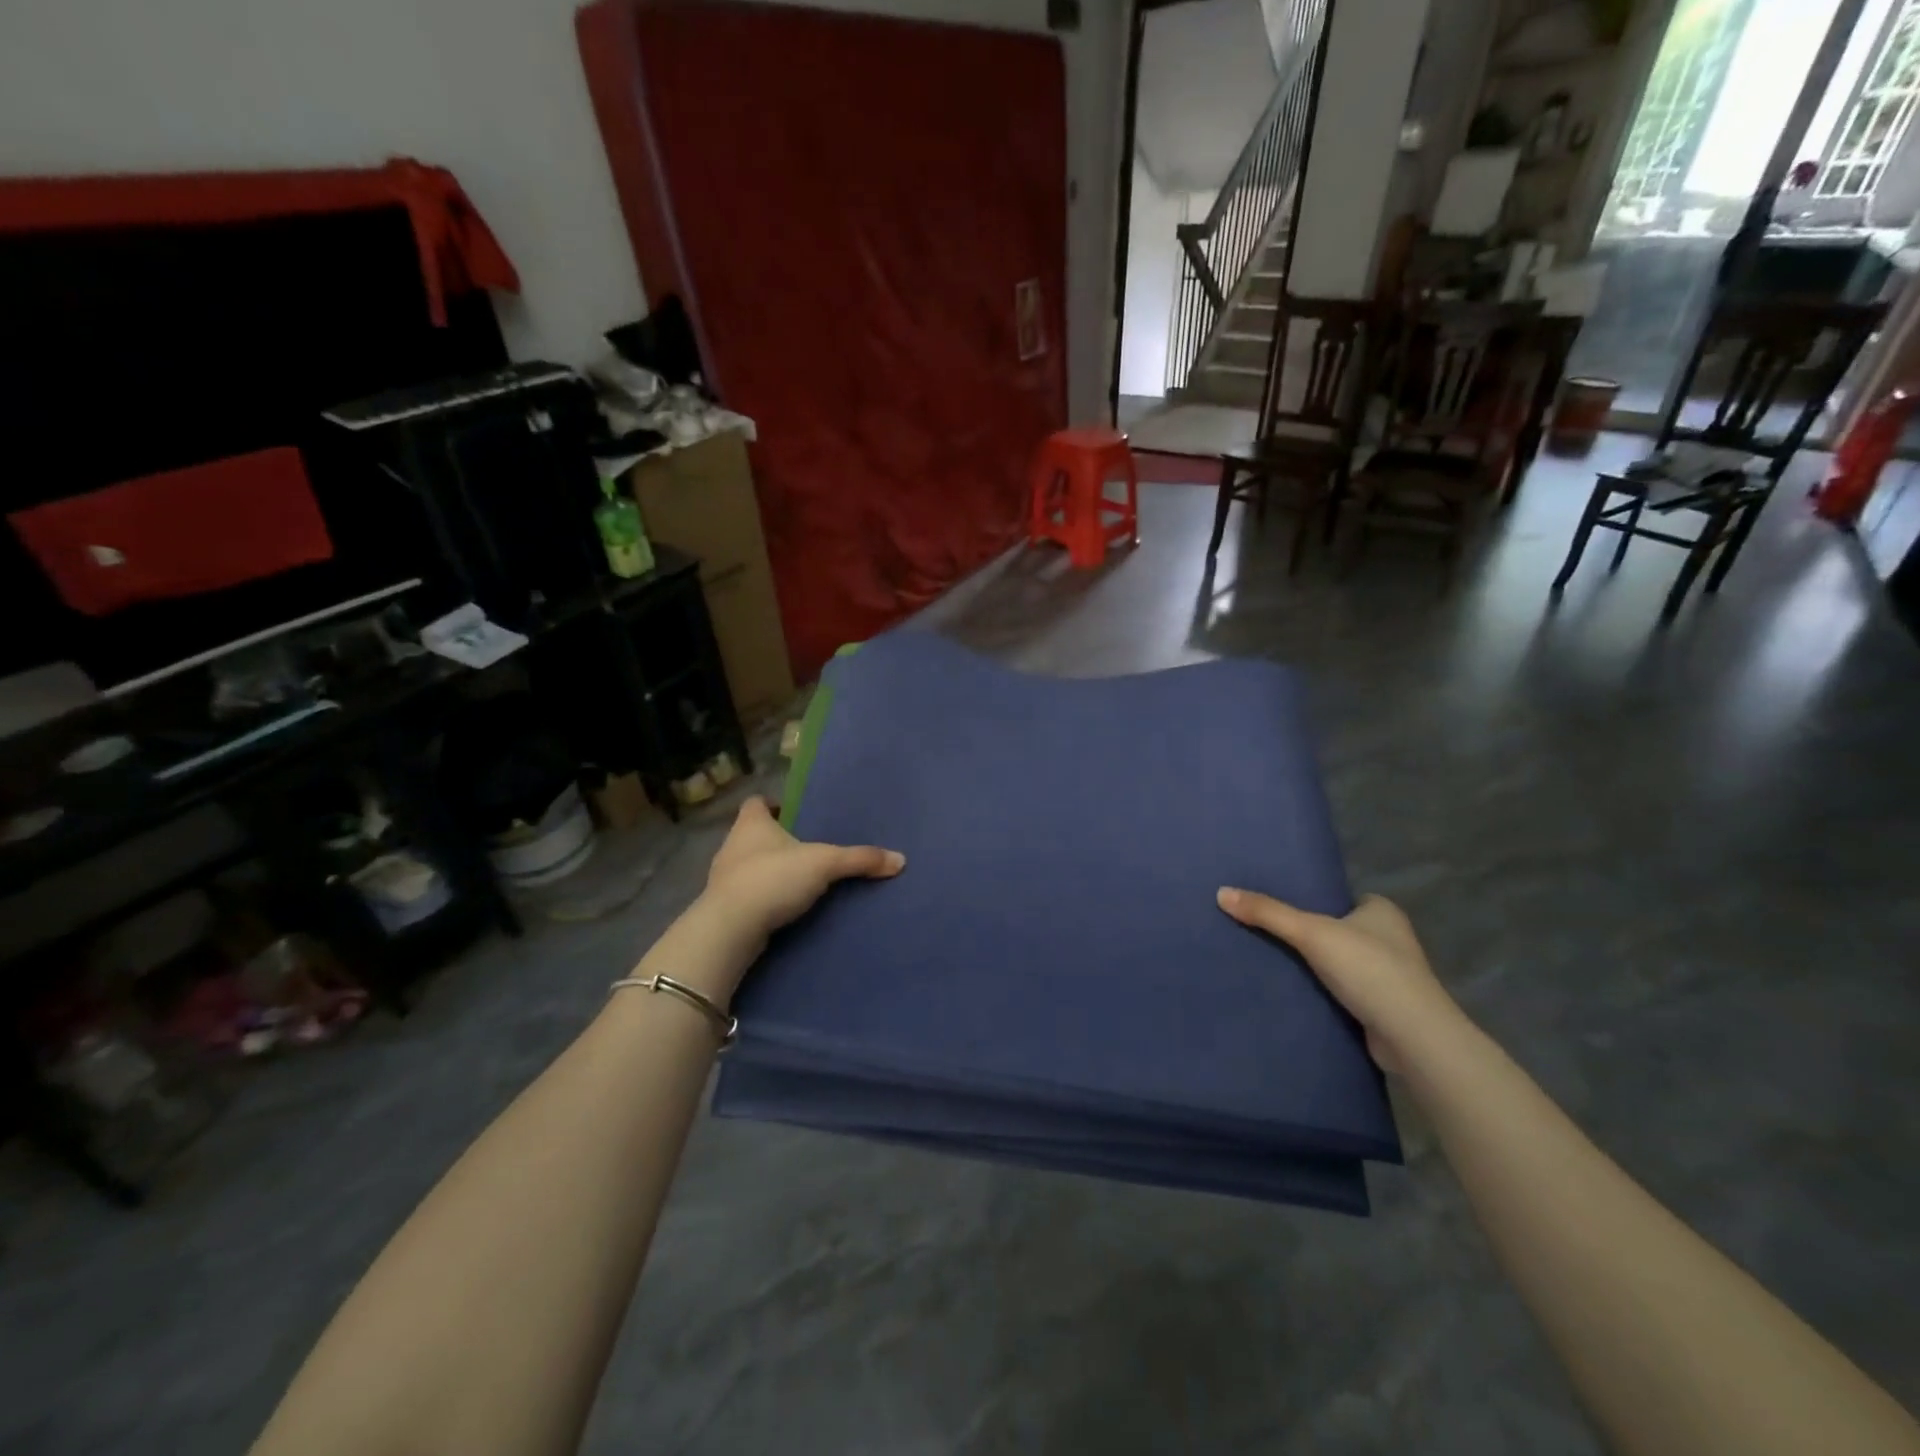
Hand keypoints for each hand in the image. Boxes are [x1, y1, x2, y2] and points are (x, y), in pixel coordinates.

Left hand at [702, 796, 904, 947]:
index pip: (756, 803)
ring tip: (798, 878)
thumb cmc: (772, 879)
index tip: (791, 811)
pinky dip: (762, 896)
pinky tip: (782, 906)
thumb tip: (900, 859)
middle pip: (752, 834)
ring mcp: (723, 878)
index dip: (771, 804)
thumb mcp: (824, 864)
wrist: (730, 929)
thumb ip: (859, 859)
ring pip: (747, 864)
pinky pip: (746, 894)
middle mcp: (732, 845)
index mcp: (751, 824)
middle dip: (775, 839)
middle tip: (804, 846)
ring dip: (768, 869)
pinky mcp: (723, 907)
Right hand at [1215, 888, 1467, 1075]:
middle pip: (1339, 929)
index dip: (1313, 902)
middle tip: (1268, 933)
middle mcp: (1391, 939)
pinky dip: (1325, 991)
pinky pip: (1345, 990)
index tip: (1281, 907)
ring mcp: (1391, 976)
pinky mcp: (1384, 1007)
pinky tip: (1296, 992)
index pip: (1342, 898)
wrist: (1412, 1037)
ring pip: (1342, 962)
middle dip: (1311, 934)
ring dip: (1317, 966)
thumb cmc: (1369, 970)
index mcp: (1383, 911)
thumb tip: (1220, 893)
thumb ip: (1267, 913)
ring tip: (1273, 961)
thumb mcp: (1311, 933)